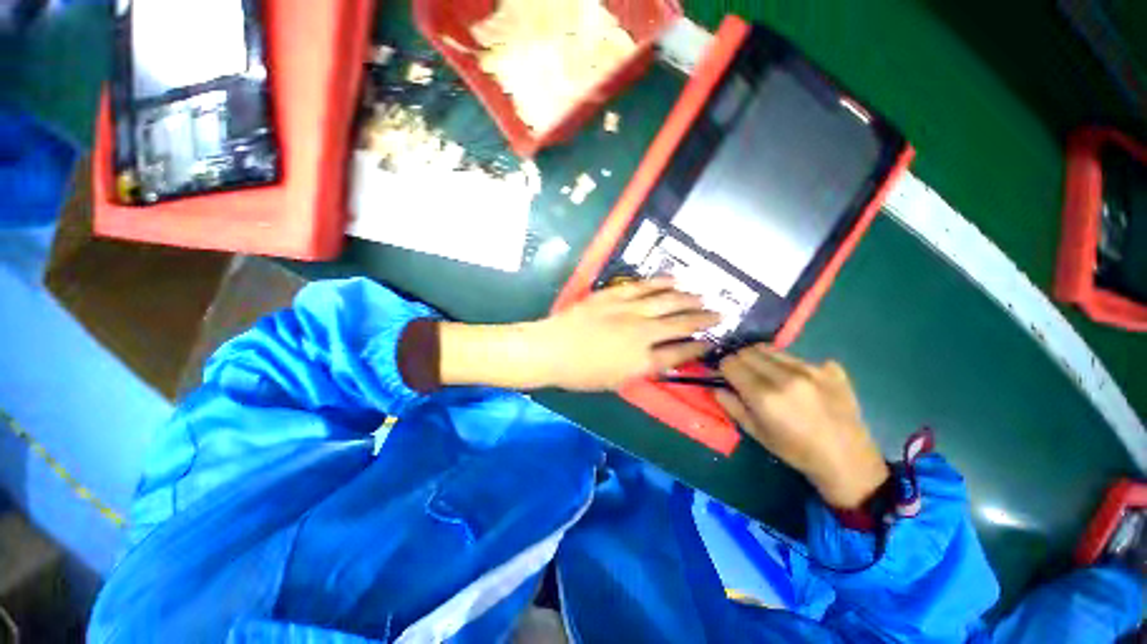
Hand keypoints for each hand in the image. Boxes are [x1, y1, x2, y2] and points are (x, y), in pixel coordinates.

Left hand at [527, 277, 719, 390]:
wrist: (552, 349)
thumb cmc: (581, 373)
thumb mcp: (616, 381)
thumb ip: (643, 369)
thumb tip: (664, 358)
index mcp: (643, 361)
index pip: (680, 352)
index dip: (698, 347)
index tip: (712, 341)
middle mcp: (642, 333)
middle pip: (680, 324)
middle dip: (704, 319)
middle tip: (720, 313)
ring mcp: (629, 310)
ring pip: (667, 301)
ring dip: (689, 298)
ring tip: (703, 296)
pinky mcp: (616, 295)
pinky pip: (644, 286)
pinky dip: (662, 282)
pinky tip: (675, 279)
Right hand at [714, 345, 889, 509]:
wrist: (847, 459)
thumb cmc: (795, 451)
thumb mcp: (755, 433)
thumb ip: (731, 406)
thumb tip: (715, 386)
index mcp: (765, 395)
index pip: (730, 363)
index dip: (723, 368)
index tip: (724, 375)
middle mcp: (786, 377)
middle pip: (748, 351)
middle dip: (739, 360)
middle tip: (742, 374)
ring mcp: (811, 370)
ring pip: (771, 349)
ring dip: (760, 358)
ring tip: (766, 374)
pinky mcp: (830, 368)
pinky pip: (796, 356)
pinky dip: (786, 363)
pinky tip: (794, 380)